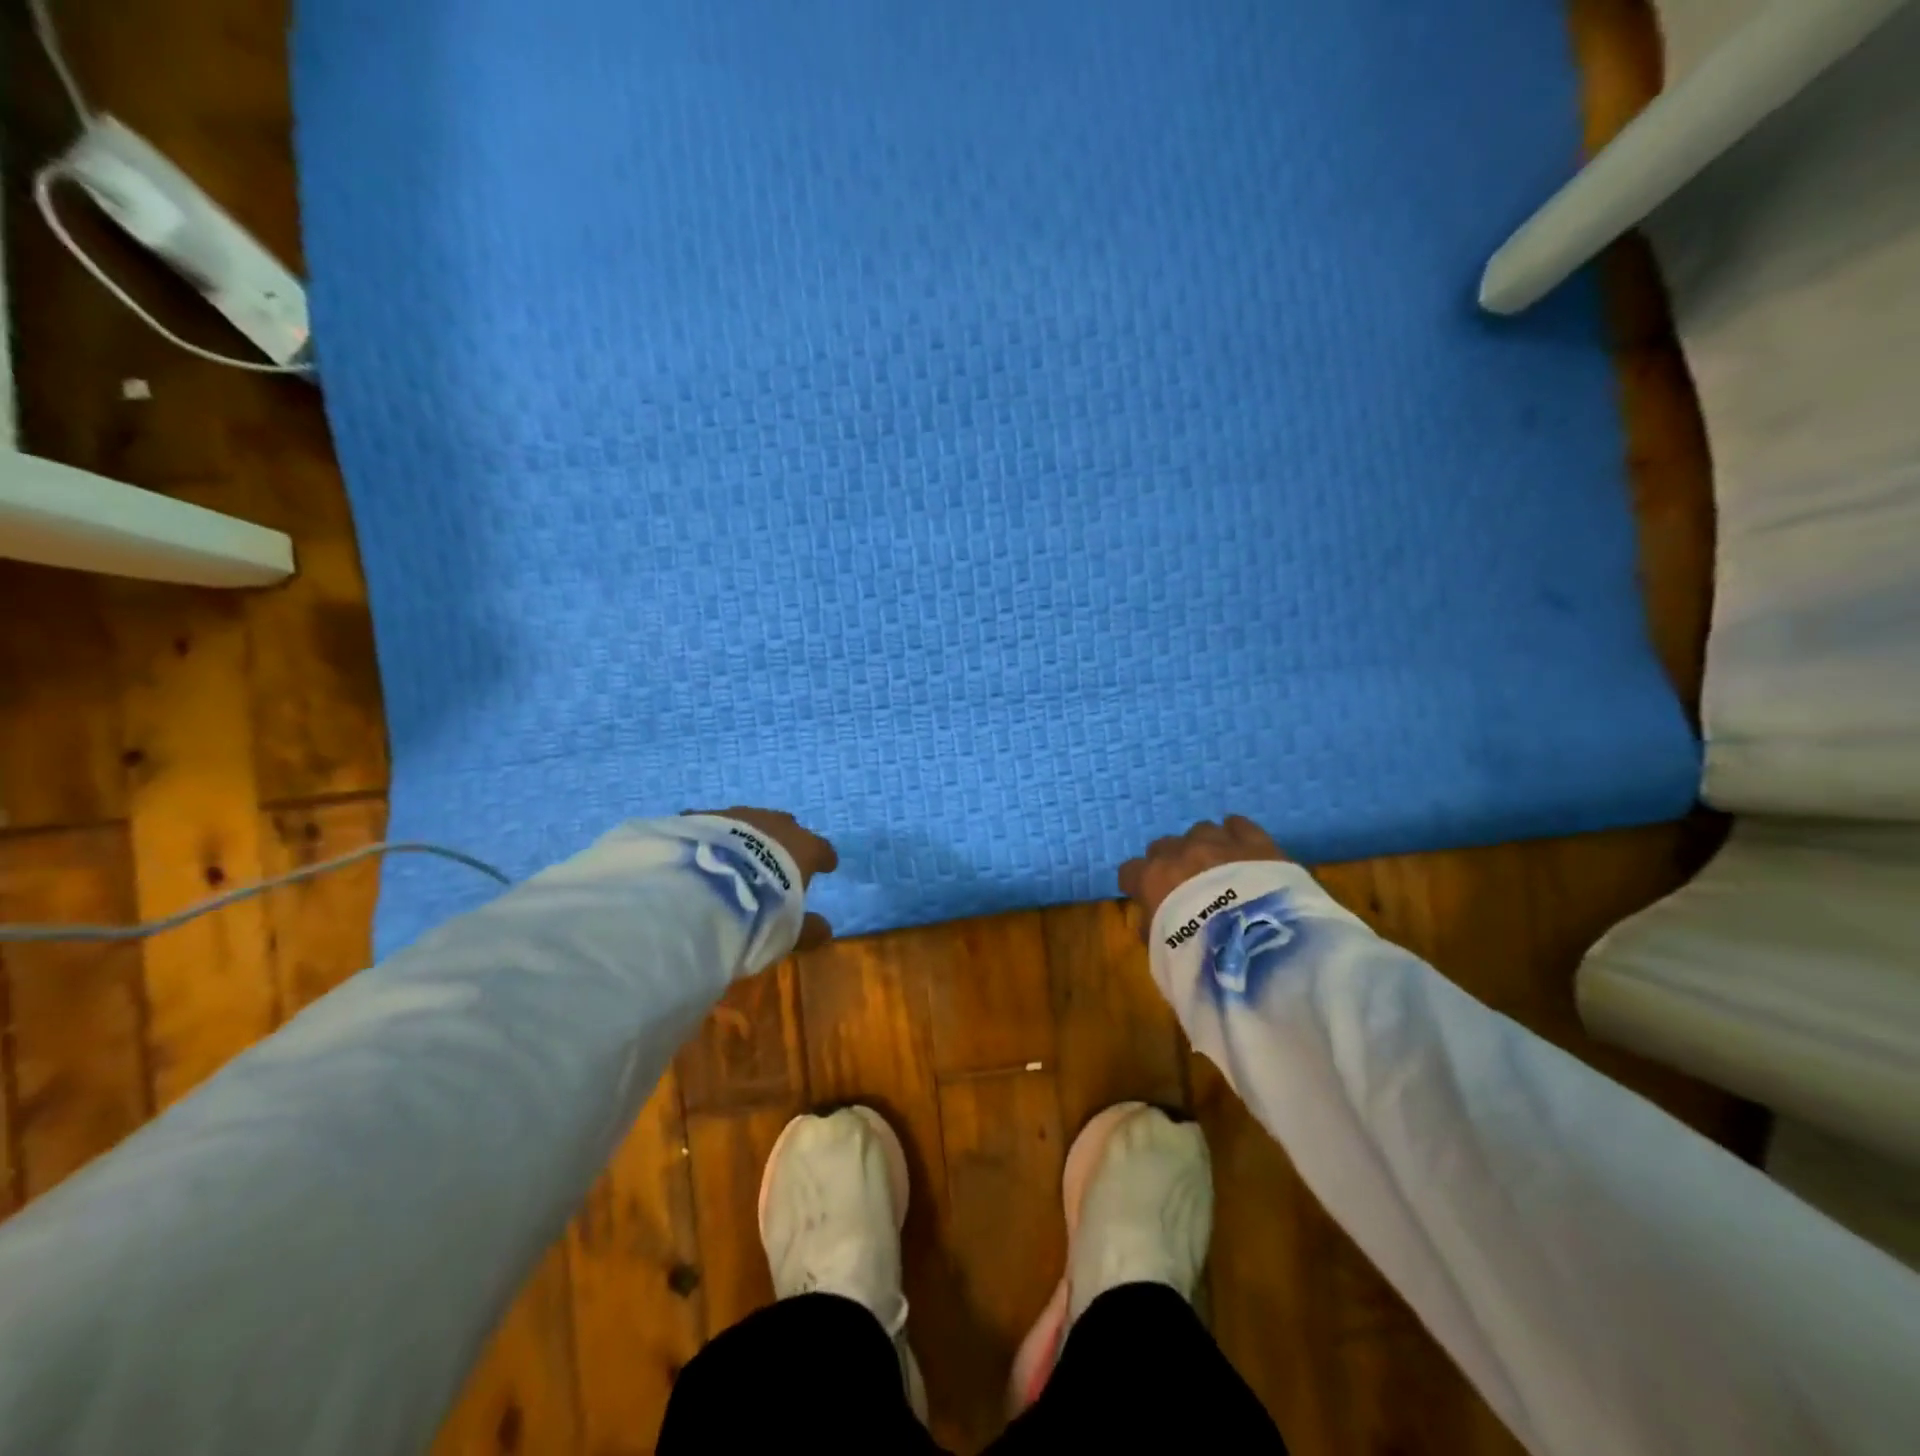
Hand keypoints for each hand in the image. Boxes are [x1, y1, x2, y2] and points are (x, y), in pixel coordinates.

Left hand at [694, 808, 837, 950]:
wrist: (703, 889)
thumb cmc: (759, 909)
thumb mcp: (788, 930)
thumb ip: (808, 928)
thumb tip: (824, 931)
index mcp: (803, 848)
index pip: (822, 849)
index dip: (823, 858)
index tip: (826, 865)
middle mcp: (774, 824)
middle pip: (785, 826)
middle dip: (783, 841)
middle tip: (776, 858)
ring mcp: (736, 816)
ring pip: (747, 820)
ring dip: (744, 836)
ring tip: (735, 856)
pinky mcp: (700, 816)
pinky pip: (710, 822)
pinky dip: (710, 835)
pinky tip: (700, 850)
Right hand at [1118, 816, 1287, 940]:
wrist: (1257, 948)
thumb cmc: (1199, 958)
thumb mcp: (1160, 955)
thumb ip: (1151, 929)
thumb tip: (1152, 918)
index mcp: (1151, 879)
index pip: (1129, 871)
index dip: (1137, 884)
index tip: (1146, 898)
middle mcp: (1180, 852)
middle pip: (1163, 846)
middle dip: (1170, 863)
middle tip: (1186, 886)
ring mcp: (1217, 842)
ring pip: (1200, 831)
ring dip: (1203, 848)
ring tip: (1218, 868)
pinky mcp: (1254, 842)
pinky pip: (1238, 825)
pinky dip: (1235, 833)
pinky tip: (1240, 846)